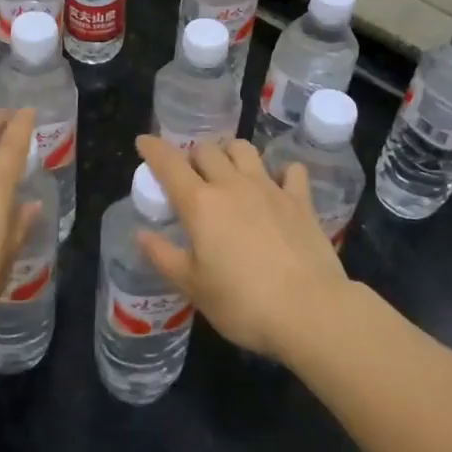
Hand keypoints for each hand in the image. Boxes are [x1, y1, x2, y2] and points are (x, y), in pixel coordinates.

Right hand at [134, 136, 352, 360]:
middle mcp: (232, 185)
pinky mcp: (300, 200)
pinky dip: (280, 172)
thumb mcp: (193, 287)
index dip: (153, 148)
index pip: (169, 164)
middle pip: (206, 149)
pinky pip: (290, 170)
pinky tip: (277, 186)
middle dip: (192, 154)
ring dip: (229, 152)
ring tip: (227, 169)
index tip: (144, 141)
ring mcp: (269, 188)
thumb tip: (142, 234)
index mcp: (200, 204)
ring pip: (244, 149)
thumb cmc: (243, 303)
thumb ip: (164, 256)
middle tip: (189, 173)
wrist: (309, 310)